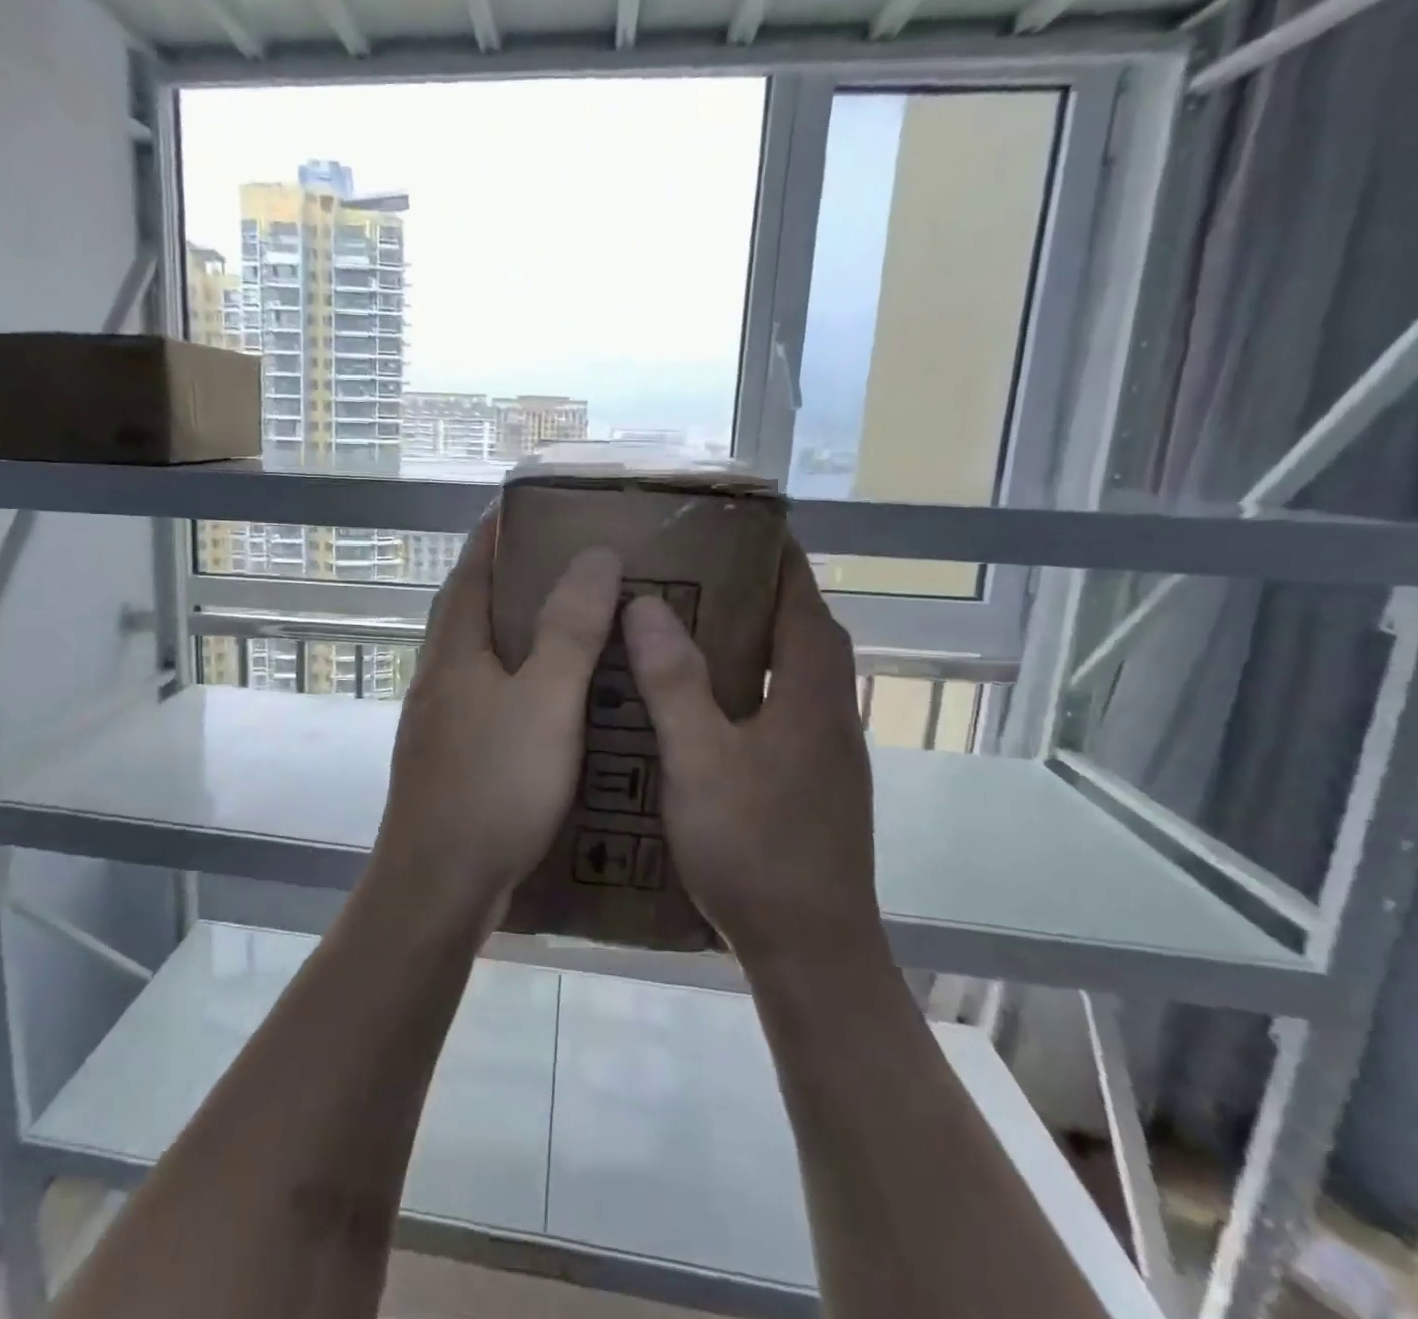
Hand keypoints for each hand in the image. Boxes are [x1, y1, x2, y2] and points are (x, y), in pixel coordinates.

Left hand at [370, 508, 620, 932]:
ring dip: (514, 633)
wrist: (437, 886)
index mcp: (453, 651)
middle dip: (509, 579)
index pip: (470, 571)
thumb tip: (592, 554)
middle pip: (470, 610)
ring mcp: (438, 721)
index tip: (524, 506)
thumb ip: (569, 628)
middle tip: (566, 563)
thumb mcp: (545, 701)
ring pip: (479, 658)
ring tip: (569, 625)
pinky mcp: (449, 759)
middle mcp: (437, 677)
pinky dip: (517, 682)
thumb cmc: (493, 786)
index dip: (494, 534)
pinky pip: (487, 699)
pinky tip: (550, 702)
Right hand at [620, 535, 881, 964]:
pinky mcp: (811, 785)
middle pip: (804, 635)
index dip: (782, 560)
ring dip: (757, 643)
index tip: (746, 527)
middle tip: (702, 573)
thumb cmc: (755, 848)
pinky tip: (704, 706)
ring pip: (794, 677)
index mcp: (812, 697)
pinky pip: (782, 711)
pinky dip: (751, 688)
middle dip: (764, 595)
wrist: (810, 950)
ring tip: (696, 626)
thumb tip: (647, 606)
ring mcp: (825, 755)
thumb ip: (674, 682)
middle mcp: (830, 716)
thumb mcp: (700, 760)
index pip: (805, 604)